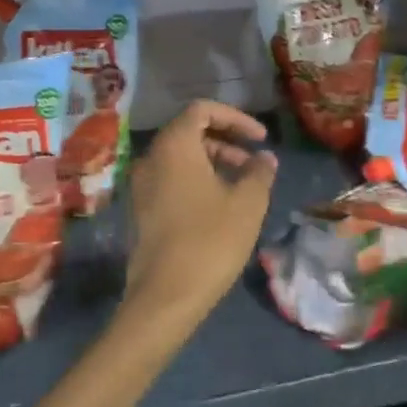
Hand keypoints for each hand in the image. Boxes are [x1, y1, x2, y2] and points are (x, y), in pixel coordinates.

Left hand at [123, 101, 276, 327]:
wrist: (165, 296)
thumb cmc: (210, 240)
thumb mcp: (247, 203)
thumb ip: (259, 172)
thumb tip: (265, 158)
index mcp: (174, 145)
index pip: (202, 110)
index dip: (235, 117)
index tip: (260, 138)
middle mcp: (151, 157)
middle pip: (189, 132)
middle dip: (226, 140)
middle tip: (254, 163)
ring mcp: (141, 184)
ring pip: (180, 157)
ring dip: (213, 161)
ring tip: (243, 186)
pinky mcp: (141, 209)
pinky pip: (170, 179)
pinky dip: (196, 180)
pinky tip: (220, 205)